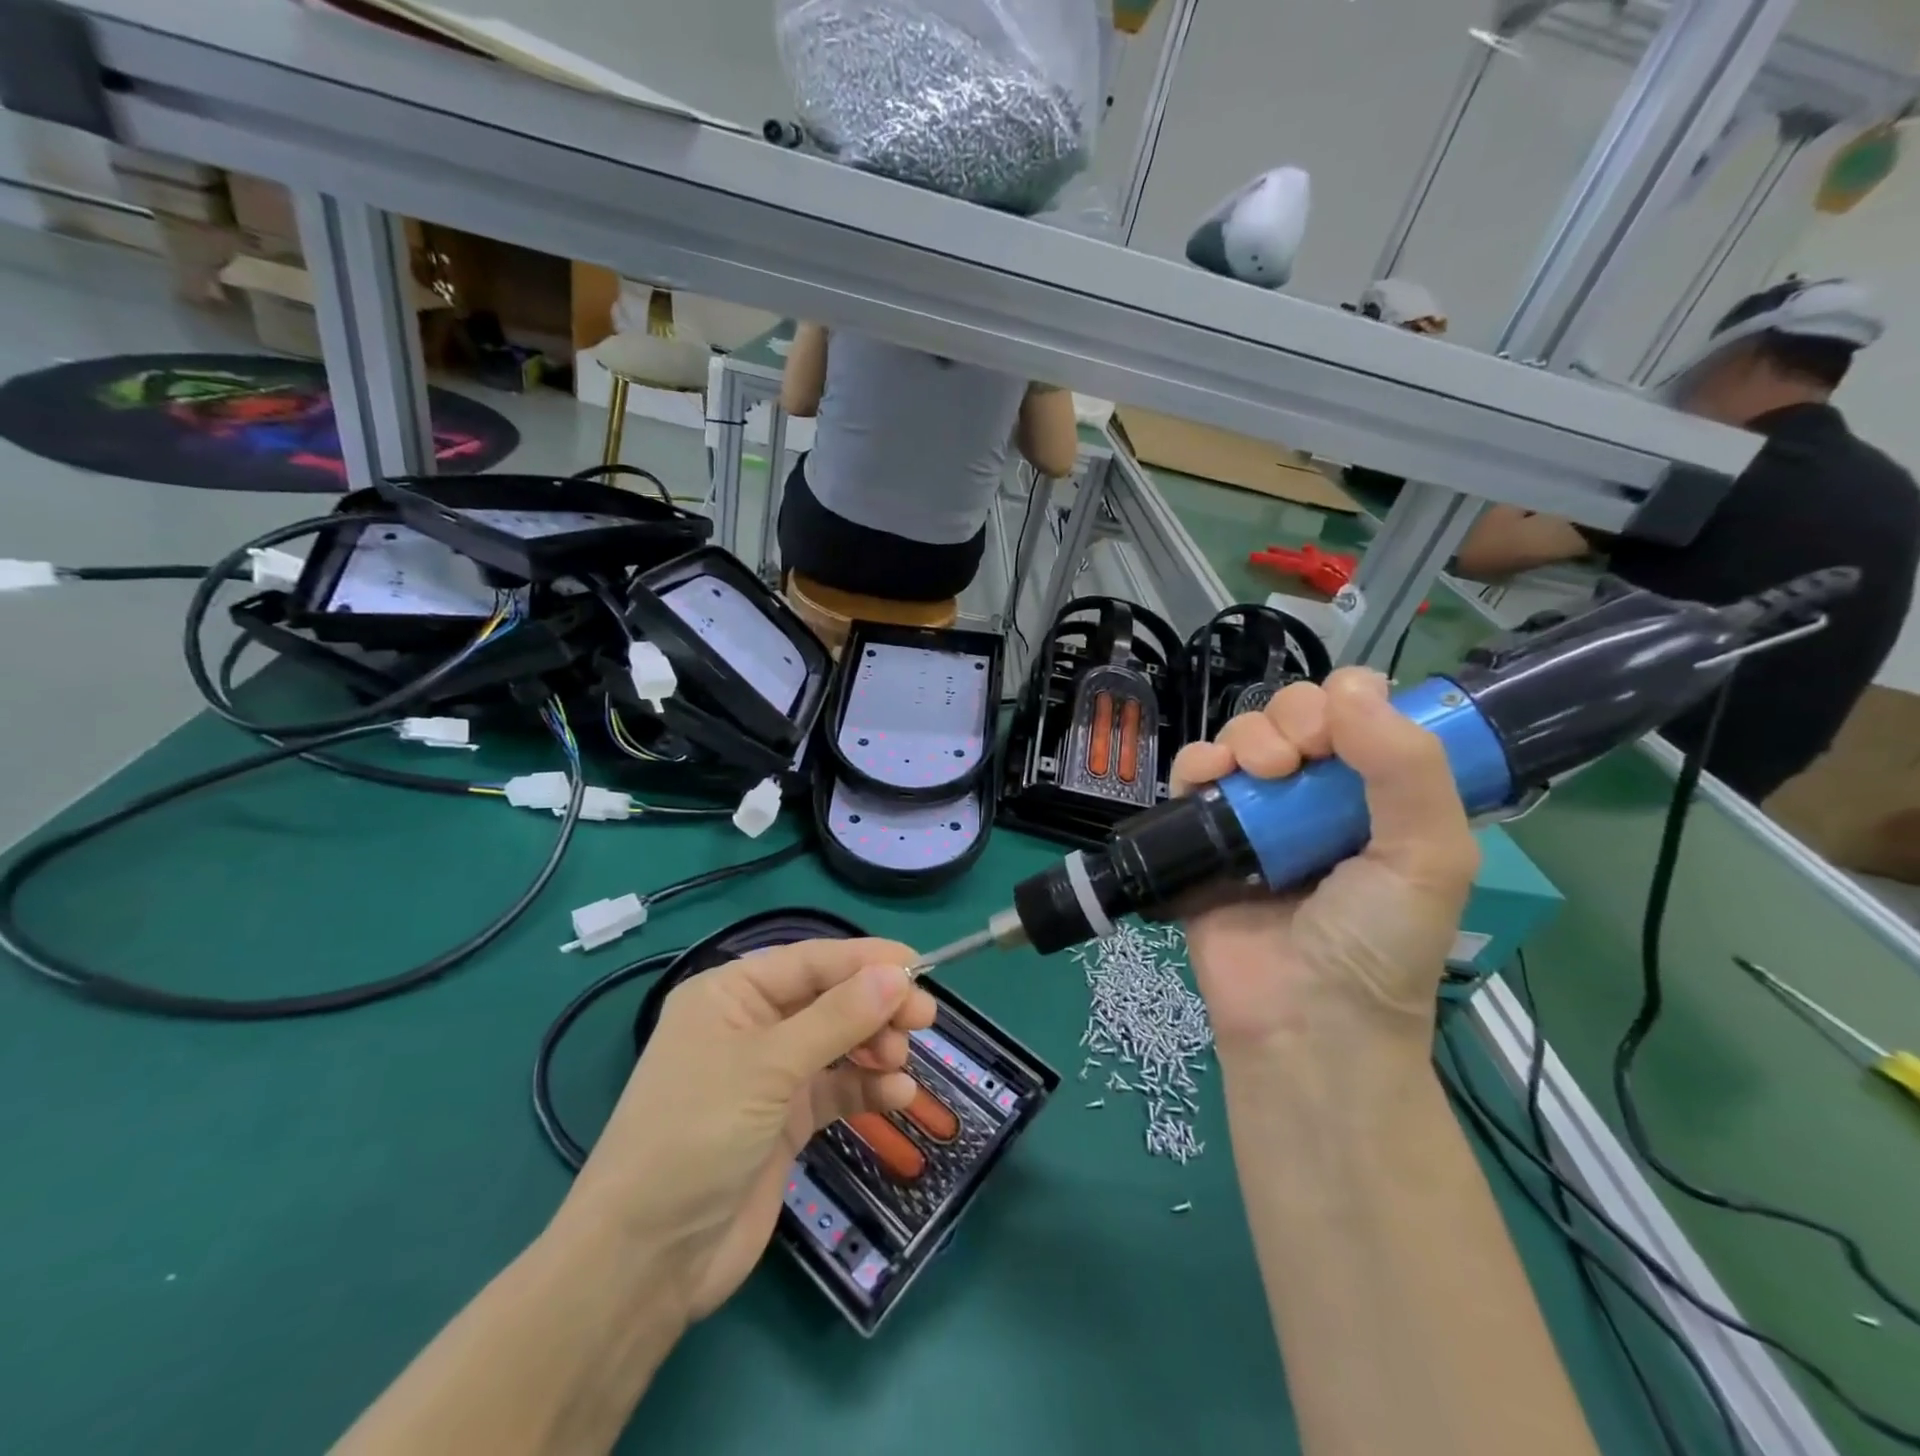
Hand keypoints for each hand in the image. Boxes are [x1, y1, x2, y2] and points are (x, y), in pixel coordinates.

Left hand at [563, 938, 935, 1321]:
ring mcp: (768, 1075)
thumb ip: (836, 1019)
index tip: (919, 968)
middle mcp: (750, 1025)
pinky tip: (897, 1096)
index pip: (810, 961)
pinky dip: (867, 1088)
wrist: (645, 1262)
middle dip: (875, 1007)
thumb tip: (896, 974)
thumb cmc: (696, 1136)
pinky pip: (836, 1089)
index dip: (865, 961)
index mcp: (731, 994)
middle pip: (828, 999)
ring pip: (837, 1043)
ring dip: (874, 1048)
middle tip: (923, 1019)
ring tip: (900, 1064)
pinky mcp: (784, 1121)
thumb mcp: (768, 1067)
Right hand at [1170, 668, 1479, 1060]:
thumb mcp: (1429, 856)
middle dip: (1291, 717)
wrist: (1301, 1019)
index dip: (1345, 703)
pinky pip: (1190, 775)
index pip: (1359, 714)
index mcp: (1378, 796)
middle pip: (1293, 715)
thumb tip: (1351, 689)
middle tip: (1295, 759)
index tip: (1338, 733)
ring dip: (1245, 736)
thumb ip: (1408, 767)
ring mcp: (1255, 815)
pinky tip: (1209, 780)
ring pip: (1240, 736)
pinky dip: (1194, 762)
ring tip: (1256, 774)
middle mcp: (1315, 796)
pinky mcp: (1203, 836)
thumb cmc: (1377, 943)